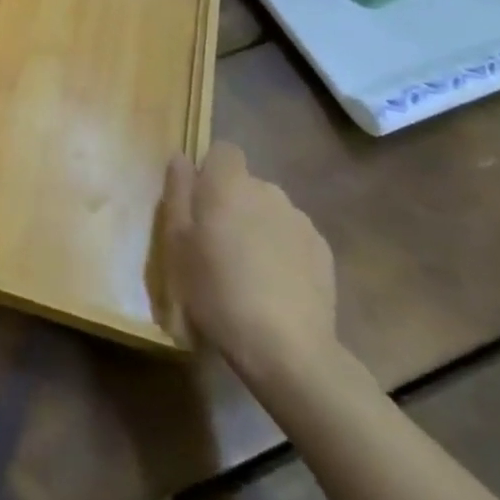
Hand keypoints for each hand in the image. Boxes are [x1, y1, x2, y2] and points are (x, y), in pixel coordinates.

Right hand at [161, 146, 338, 389]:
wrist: (287, 348)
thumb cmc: (217, 290)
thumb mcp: (177, 243)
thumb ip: (178, 192)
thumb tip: (182, 158)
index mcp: (229, 184)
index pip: (223, 151)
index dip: (210, 172)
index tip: (199, 205)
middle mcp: (268, 190)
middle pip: (246, 184)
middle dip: (232, 204)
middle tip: (216, 246)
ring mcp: (300, 221)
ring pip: (270, 211)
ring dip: (258, 228)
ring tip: (248, 272)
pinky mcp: (323, 252)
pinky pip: (293, 238)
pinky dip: (282, 252)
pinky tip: (275, 288)